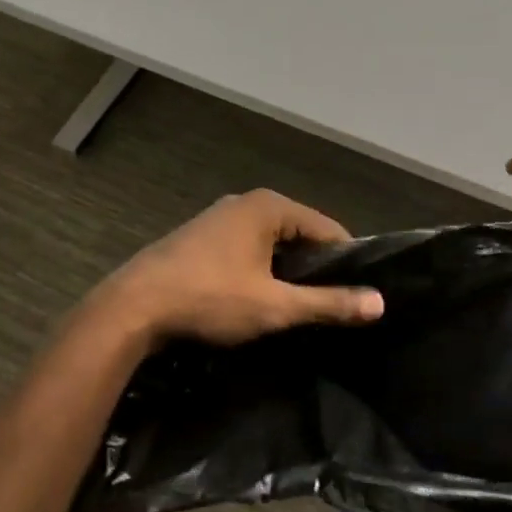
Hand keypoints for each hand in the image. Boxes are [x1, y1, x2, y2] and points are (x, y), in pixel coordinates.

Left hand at [91, 190, 384, 347]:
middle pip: (299, 233)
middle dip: (314, 267)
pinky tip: (256, 297)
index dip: (346, 260)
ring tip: (295, 306)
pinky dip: (259, 269)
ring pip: (271, 243)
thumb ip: (329, 303)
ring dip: (285, 270)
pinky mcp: (199, 237)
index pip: (327, 228)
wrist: (131, 309)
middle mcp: (245, 203)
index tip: (356, 293)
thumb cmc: (209, 299)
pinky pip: (246, 248)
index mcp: (268, 206)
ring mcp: (218, 218)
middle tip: (327, 305)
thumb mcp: (275, 306)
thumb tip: (379, 303)